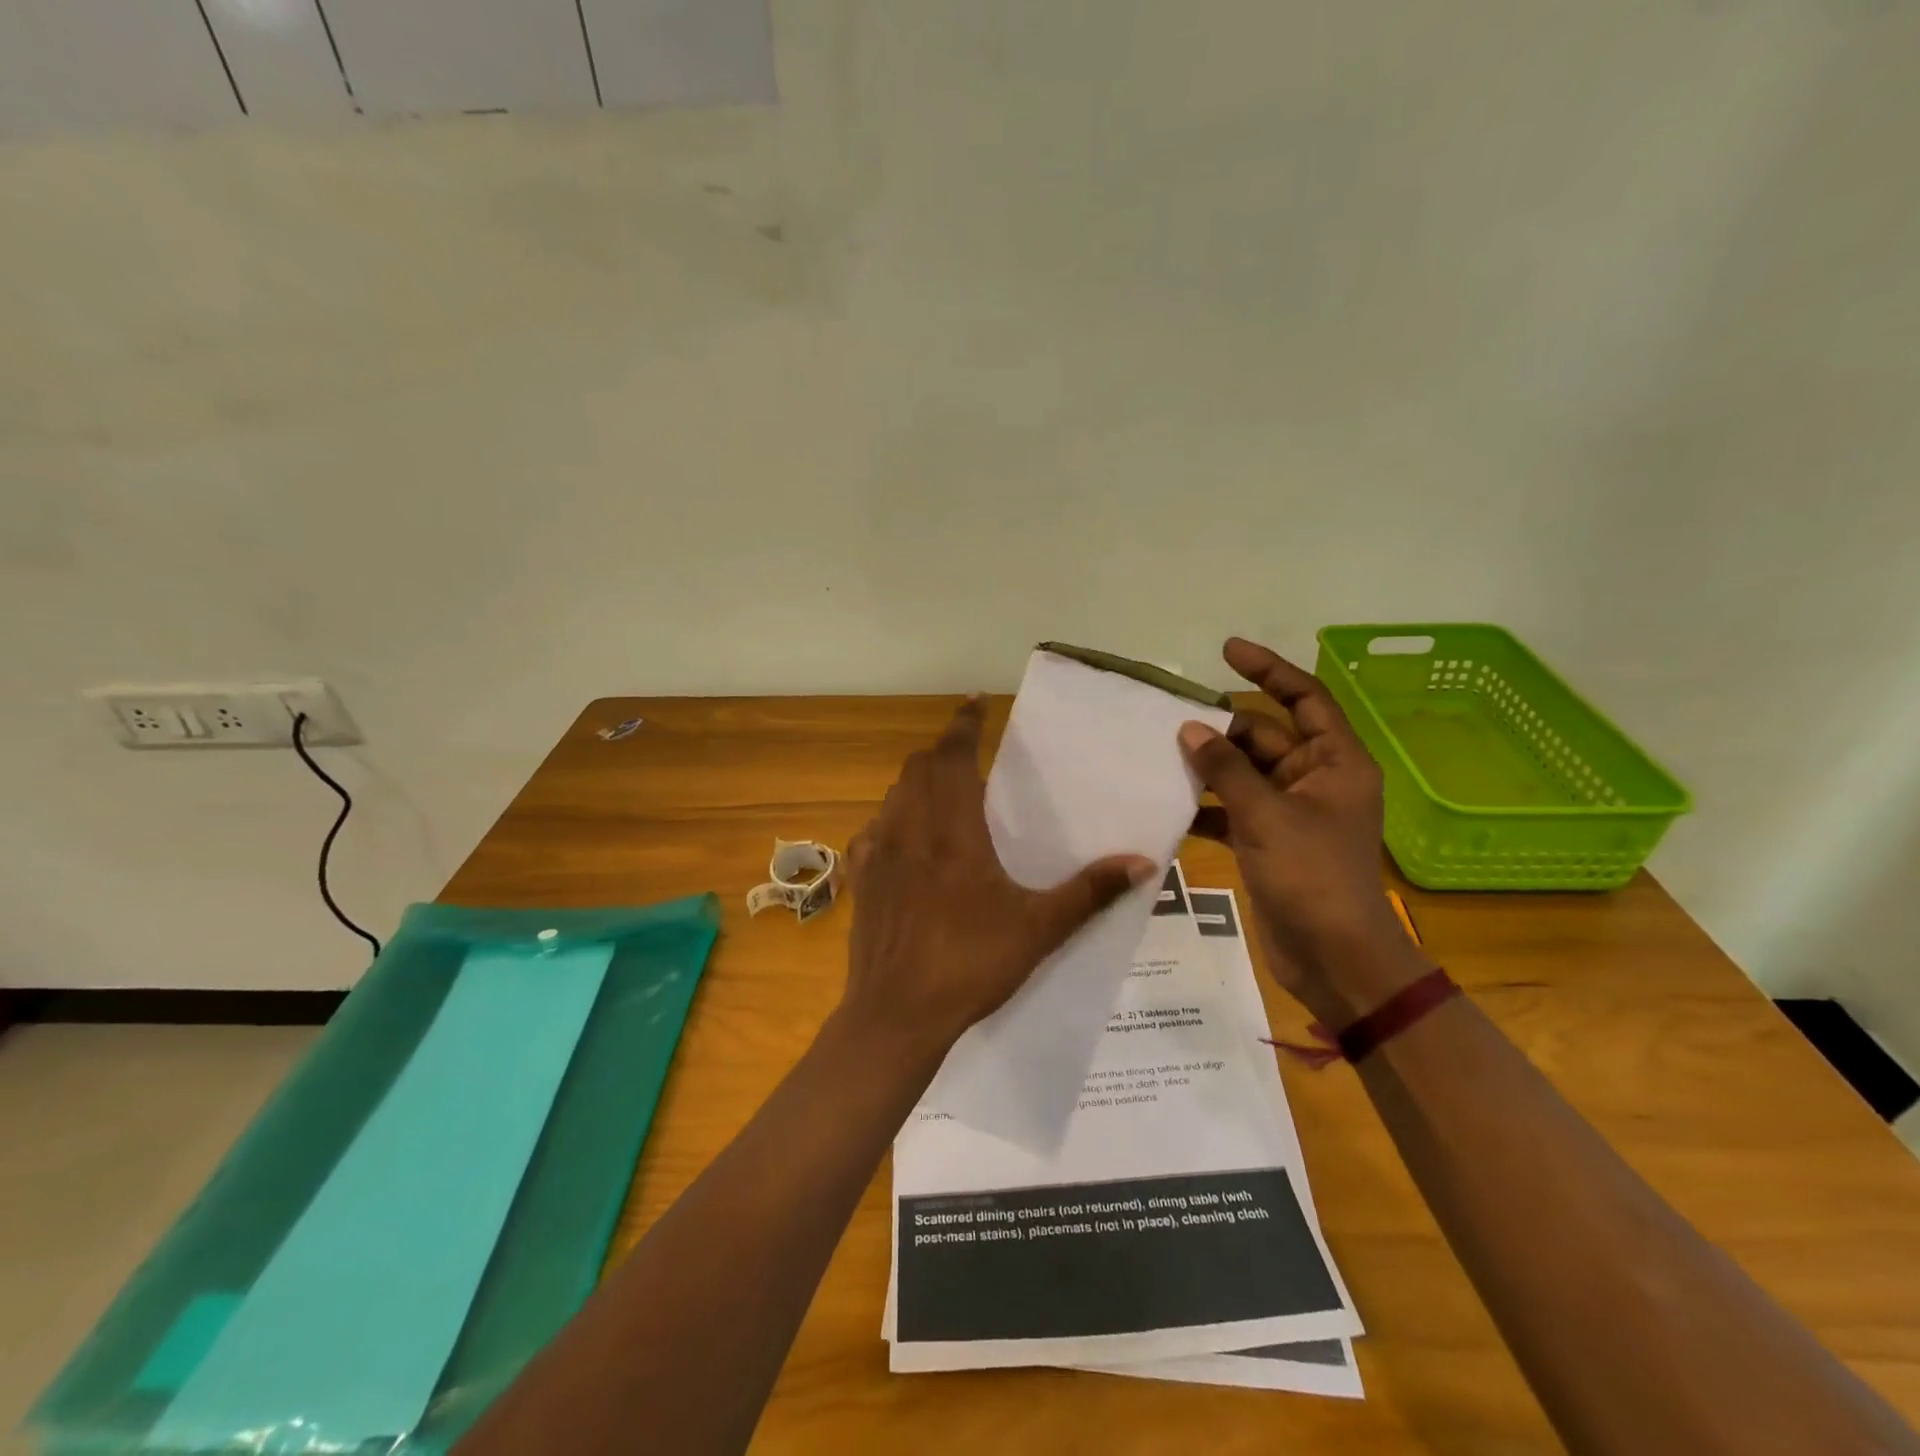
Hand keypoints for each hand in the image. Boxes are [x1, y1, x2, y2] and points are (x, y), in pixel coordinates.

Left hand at [842, 698, 1156, 1064]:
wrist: (896, 1015)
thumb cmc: (970, 964)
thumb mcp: (1039, 929)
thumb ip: (1090, 892)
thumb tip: (1143, 862)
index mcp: (953, 829)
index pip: (954, 755)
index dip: (964, 723)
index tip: (975, 701)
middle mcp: (910, 828)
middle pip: (920, 767)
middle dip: (944, 751)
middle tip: (971, 755)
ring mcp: (878, 853)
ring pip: (894, 795)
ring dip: (918, 783)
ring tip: (944, 794)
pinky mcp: (860, 879)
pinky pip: (874, 830)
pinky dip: (892, 820)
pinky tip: (906, 842)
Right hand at [1183, 638, 1433, 1027]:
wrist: (1333, 958)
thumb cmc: (1312, 877)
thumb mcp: (1267, 815)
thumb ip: (1226, 768)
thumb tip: (1190, 728)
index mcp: (1335, 762)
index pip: (1305, 698)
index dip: (1268, 670)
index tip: (1226, 651)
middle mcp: (1315, 779)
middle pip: (1265, 736)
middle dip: (1222, 730)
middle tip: (1169, 722)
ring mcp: (1290, 811)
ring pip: (1244, 773)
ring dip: (1209, 768)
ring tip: (1160, 757)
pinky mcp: (1269, 840)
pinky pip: (1234, 808)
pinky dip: (1207, 806)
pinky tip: (1171, 805)